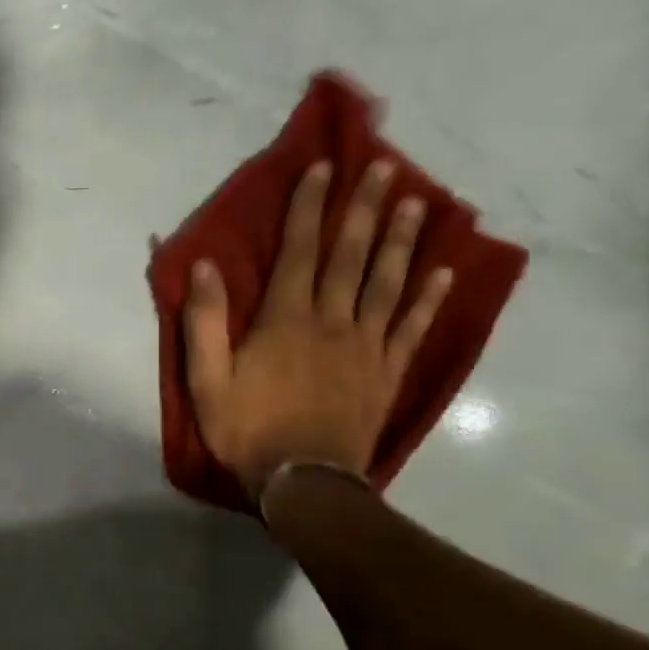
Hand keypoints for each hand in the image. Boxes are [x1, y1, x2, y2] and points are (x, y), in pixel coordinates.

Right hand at [184, 160, 452, 492]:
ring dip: (403, 241)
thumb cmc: (247, 429)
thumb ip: (204, 323)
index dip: (310, 207)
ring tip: (419, 203)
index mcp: (285, 320)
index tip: (324, 167)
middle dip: (367, 208)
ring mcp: (366, 346)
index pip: (299, 251)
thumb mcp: (207, 380)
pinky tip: (444, 272)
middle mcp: (331, 321)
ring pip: (388, 283)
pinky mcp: (386, 373)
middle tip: (388, 167)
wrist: (303, 482)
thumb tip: (205, 267)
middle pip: (352, 256)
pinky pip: (412, 328)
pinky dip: (429, 299)